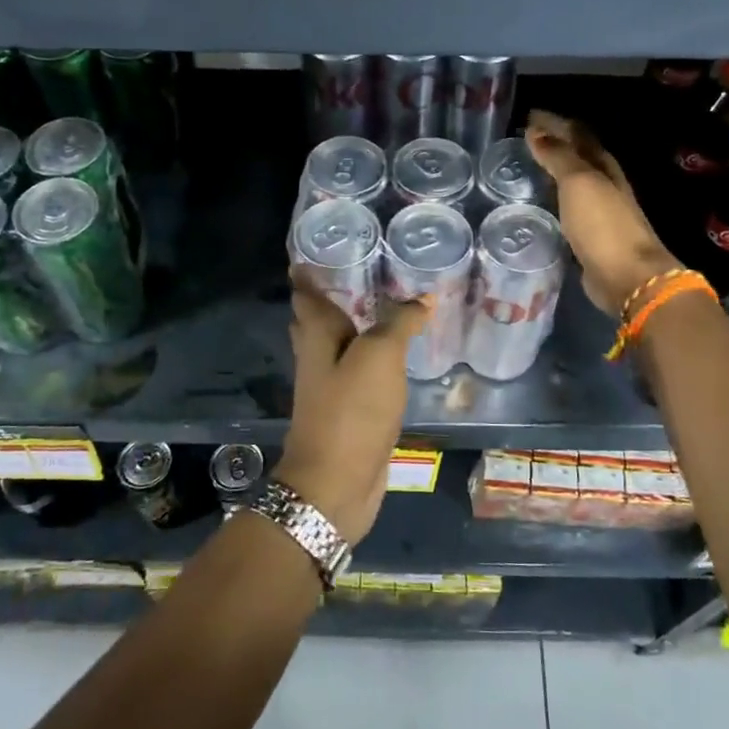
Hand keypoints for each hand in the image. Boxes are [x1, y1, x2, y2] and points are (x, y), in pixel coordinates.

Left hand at [278, 273, 430, 544]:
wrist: (336, 484)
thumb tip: (422, 297)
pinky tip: (396, 351)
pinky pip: (361, 370)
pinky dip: (374, 354)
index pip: (305, 291)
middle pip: (319, 316)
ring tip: (388, 301)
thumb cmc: (351, 411)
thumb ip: (399, 323)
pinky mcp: (349, 408)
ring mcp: (331, 384)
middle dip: (333, 293)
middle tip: (363, 267)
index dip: (308, 267)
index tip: (321, 243)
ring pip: (342, 343)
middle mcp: (318, 355)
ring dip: (358, 323)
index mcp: (316, 335)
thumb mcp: (379, 357)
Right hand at [526, 110, 680, 313]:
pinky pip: (567, 209)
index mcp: (604, 166)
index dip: (554, 123)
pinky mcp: (589, 237)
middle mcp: (604, 184)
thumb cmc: (603, 224)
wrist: (627, 276)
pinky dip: (553, 200)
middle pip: (577, 156)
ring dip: (553, 172)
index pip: (577, 134)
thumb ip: (558, 157)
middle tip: (524, 140)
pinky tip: (538, 205)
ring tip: (527, 169)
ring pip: (572, 183)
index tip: (528, 116)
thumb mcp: (579, 183)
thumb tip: (536, 131)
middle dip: (554, 144)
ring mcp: (599, 212)